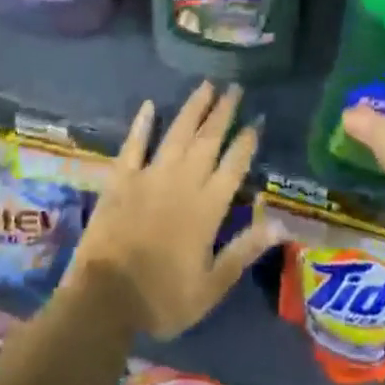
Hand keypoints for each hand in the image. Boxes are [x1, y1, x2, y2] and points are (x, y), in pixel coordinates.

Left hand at [64, 81, 280, 340]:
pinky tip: (149, 105)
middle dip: (223, 112)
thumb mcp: (211, 286)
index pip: (234, 165)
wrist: (105, 299)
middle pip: (208, 140)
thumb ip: (244, 250)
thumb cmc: (163, 298)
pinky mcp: (121, 178)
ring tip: (206, 86)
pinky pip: (134, 144)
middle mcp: (183, 181)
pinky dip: (142, 124)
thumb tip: (279, 223)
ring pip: (177, 133)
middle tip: (234, 87)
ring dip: (193, 109)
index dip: (246, 141)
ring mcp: (150, 175)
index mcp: (208, 207)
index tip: (256, 120)